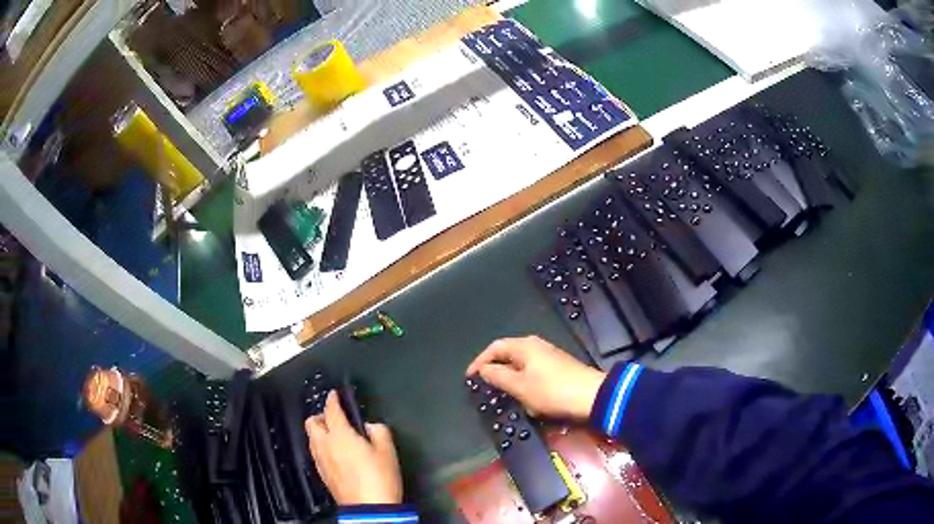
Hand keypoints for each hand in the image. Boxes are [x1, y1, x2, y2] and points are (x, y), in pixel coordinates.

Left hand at [305, 391, 402, 504]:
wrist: (369, 508)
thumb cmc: (379, 477)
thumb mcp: (388, 451)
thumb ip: (379, 431)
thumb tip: (370, 426)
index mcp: (340, 435)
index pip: (331, 410)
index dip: (332, 399)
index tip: (334, 394)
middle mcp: (325, 445)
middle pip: (312, 423)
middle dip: (320, 416)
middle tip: (335, 417)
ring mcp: (321, 460)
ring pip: (312, 438)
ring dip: (320, 432)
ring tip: (335, 435)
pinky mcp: (322, 474)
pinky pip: (316, 452)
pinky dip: (322, 447)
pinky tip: (335, 453)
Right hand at [466, 335, 605, 419]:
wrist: (592, 396)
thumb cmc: (552, 391)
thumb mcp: (520, 387)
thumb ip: (498, 376)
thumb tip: (483, 370)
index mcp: (524, 346)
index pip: (495, 348)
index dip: (479, 361)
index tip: (469, 378)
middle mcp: (536, 346)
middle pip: (508, 355)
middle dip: (495, 371)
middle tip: (485, 387)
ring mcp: (548, 356)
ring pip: (521, 366)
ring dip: (510, 380)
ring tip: (503, 395)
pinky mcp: (557, 368)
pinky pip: (532, 373)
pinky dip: (524, 384)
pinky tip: (526, 399)